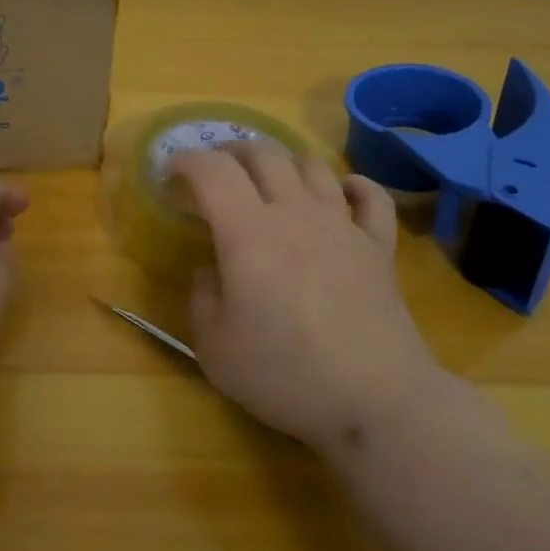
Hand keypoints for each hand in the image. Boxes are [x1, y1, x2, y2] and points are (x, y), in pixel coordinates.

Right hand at [168, 142, 444, 454]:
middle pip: (264, 154)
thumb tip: (208, 271)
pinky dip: (354, 185)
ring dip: (285, 160)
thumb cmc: (285, 373)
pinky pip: (371, 197)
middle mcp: (294, 213)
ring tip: (271, 176)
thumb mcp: (215, 347)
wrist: (375, 399)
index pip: (212, 171)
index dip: (187, 161)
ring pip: (313, 166)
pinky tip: (343, 190)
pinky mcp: (378, 247)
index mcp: (247, 232)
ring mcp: (342, 225)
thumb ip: (201, 299)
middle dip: (233, 151)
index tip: (171, 172)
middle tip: (217, 169)